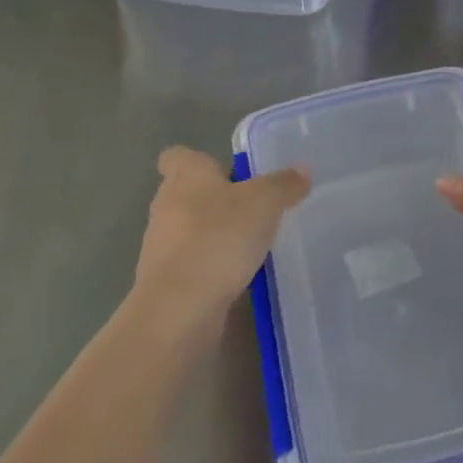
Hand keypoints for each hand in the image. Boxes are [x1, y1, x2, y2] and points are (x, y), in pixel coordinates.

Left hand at [134, 147, 309, 336]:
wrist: (180, 306)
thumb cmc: (219, 236)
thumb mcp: (264, 202)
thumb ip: (283, 184)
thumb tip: (302, 170)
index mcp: (185, 174)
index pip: (177, 156)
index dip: (200, 161)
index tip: (226, 172)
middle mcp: (166, 204)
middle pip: (187, 193)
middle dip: (216, 200)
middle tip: (253, 209)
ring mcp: (160, 245)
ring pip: (189, 231)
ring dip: (214, 236)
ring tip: (251, 246)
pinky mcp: (164, 281)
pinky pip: (192, 265)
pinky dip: (211, 268)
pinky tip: (239, 279)